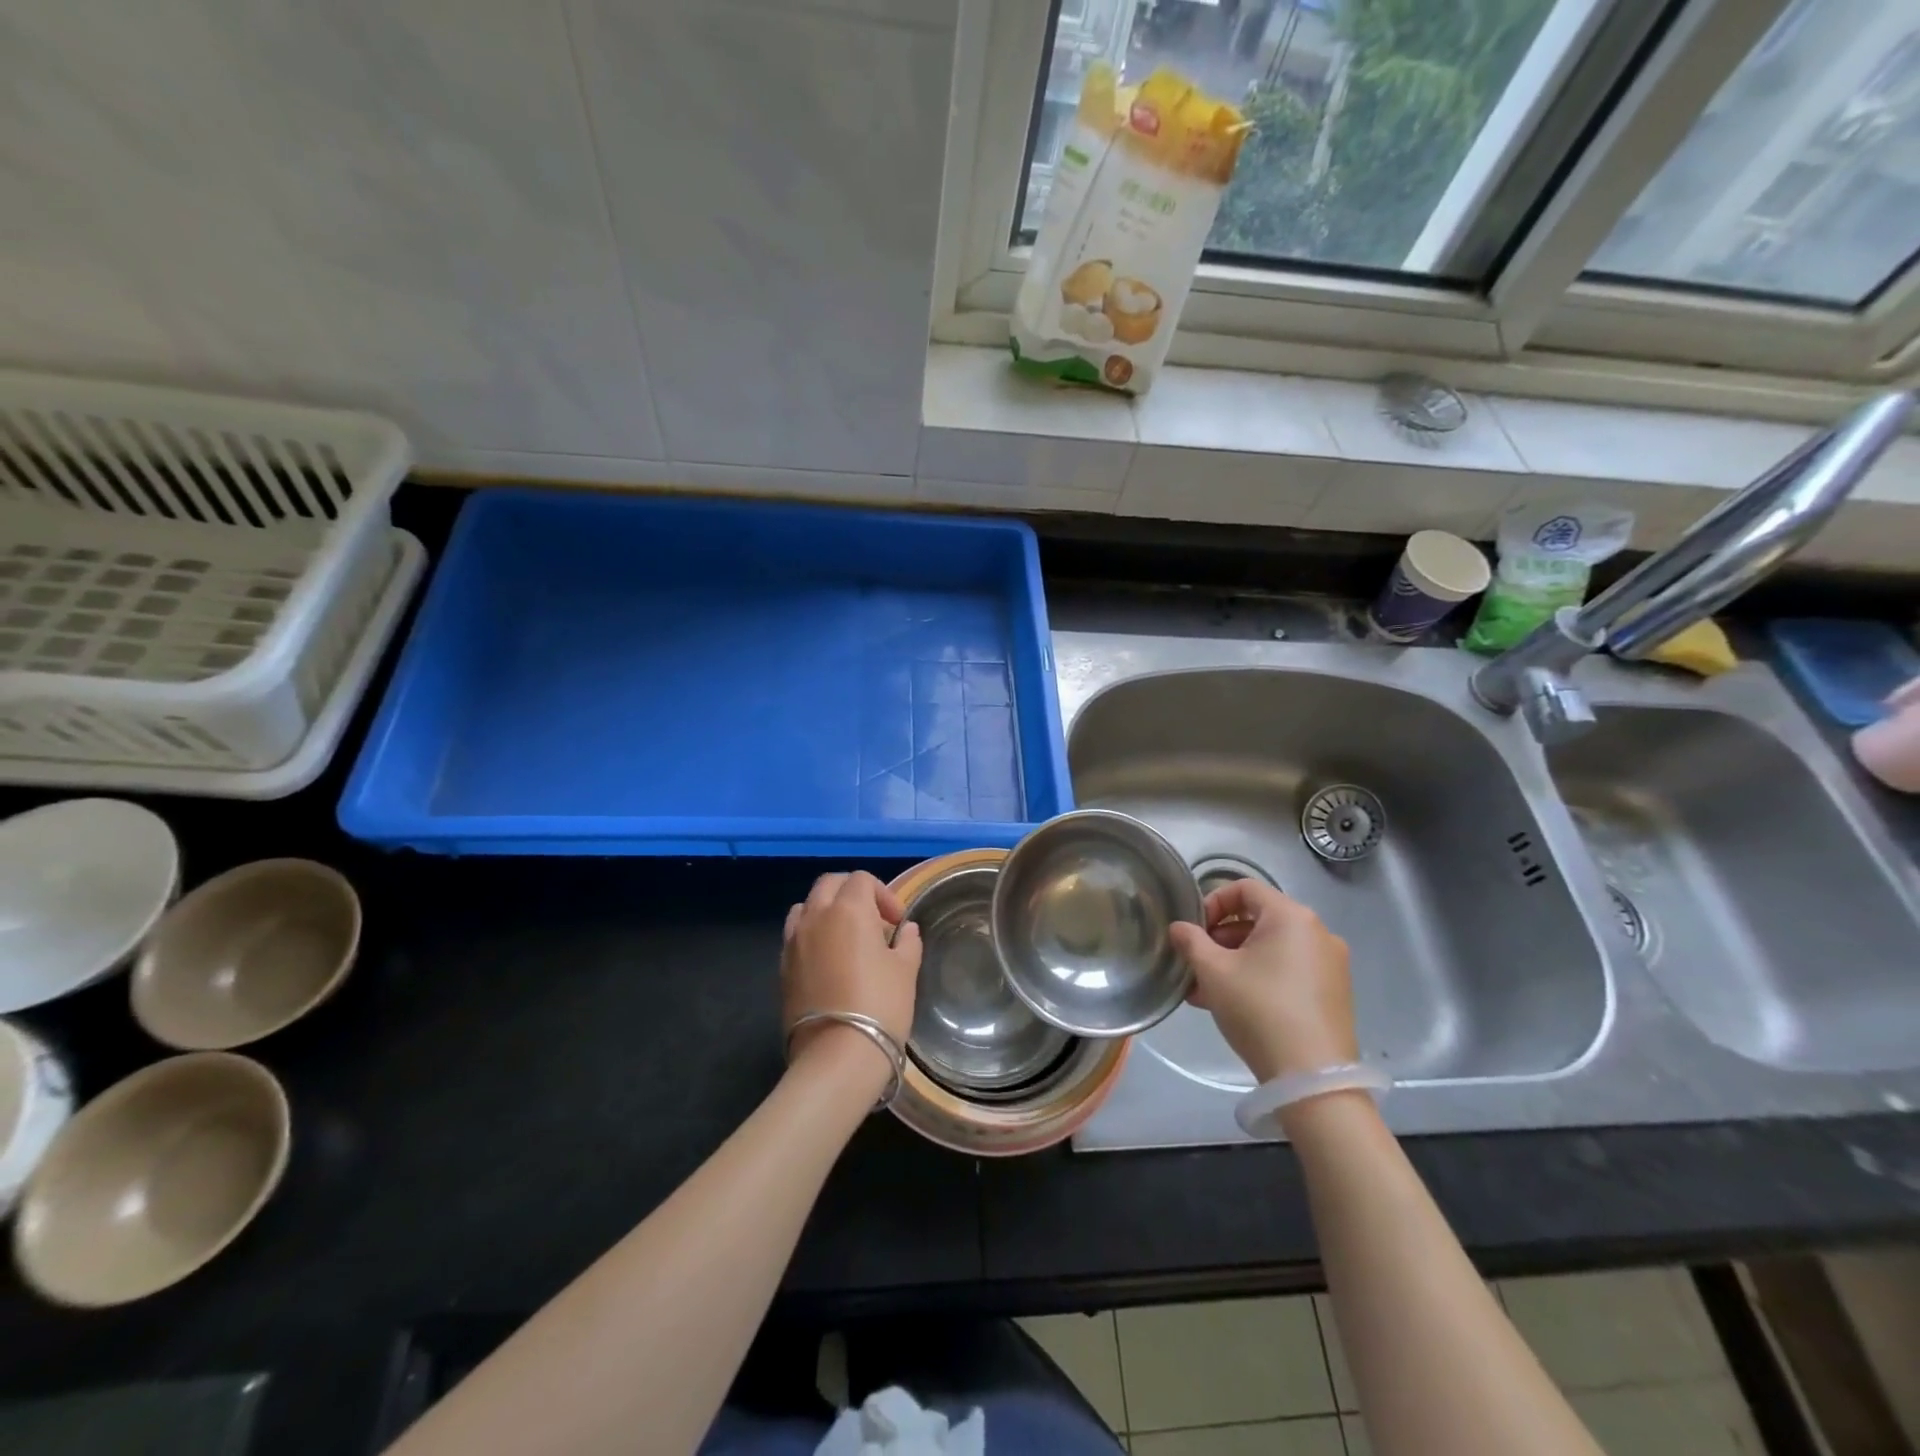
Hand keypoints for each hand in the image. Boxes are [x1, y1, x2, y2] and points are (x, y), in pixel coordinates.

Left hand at [781, 872, 922, 1073]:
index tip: (897, 922)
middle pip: (829, 884)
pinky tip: (829, 961)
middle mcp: (816, 916)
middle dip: (852, 893)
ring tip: (846, 937)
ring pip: (806, 906)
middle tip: (873, 920)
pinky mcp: (782, 967)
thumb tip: (906, 930)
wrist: (837, 1054)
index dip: (883, 894)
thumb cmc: (880, 1005)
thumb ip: (907, 942)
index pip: (861, 879)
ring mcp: (794, 941)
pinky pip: (795, 935)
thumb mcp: (906, 970)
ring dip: (827, 910)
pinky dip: (811, 935)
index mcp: (848, 909)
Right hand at [1167, 880, 1356, 1083]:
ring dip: (1236, 961)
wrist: (1312, 1078)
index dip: (1212, 902)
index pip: (1245, 888)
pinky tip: (1233, 1005)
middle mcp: (1317, 932)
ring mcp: (1330, 965)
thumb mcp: (1213, 972)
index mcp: (1291, 916)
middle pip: (1259, 919)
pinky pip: (1288, 971)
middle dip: (1221, 938)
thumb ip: (1191, 942)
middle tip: (1196, 963)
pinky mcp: (1333, 994)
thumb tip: (1179, 928)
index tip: (1194, 931)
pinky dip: (1260, 977)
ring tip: (1206, 990)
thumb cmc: (1259, 1009)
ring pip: (1272, 949)